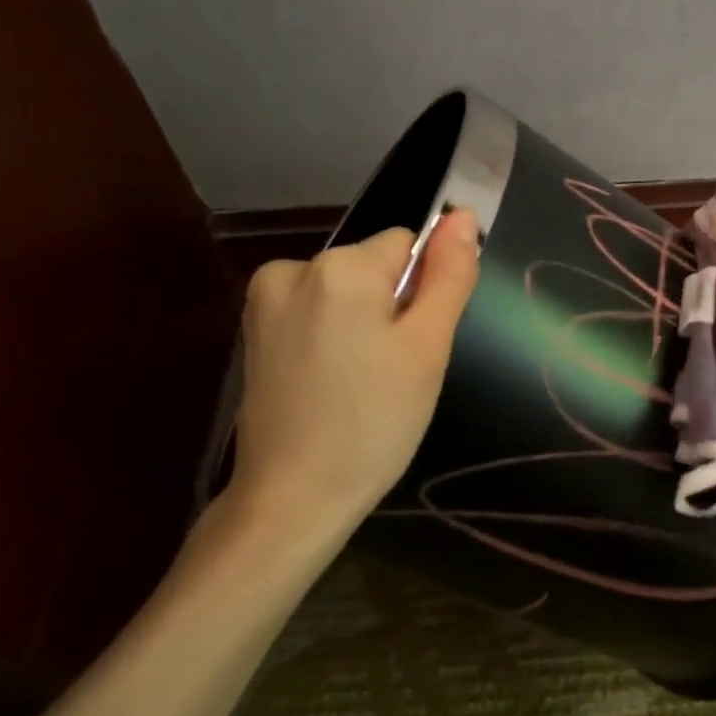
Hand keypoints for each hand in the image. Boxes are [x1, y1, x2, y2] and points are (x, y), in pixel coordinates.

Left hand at [230, 211, 480, 529]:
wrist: (291, 500)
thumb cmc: (374, 423)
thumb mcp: (427, 347)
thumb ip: (449, 275)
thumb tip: (462, 215)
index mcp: (341, 267)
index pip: (408, 246)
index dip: (422, 293)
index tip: (413, 345)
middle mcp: (294, 267)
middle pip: (373, 267)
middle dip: (391, 308)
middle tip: (391, 371)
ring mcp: (265, 299)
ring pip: (345, 290)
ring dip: (362, 323)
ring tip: (360, 383)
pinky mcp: (253, 329)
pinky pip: (315, 310)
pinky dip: (331, 336)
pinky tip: (331, 383)